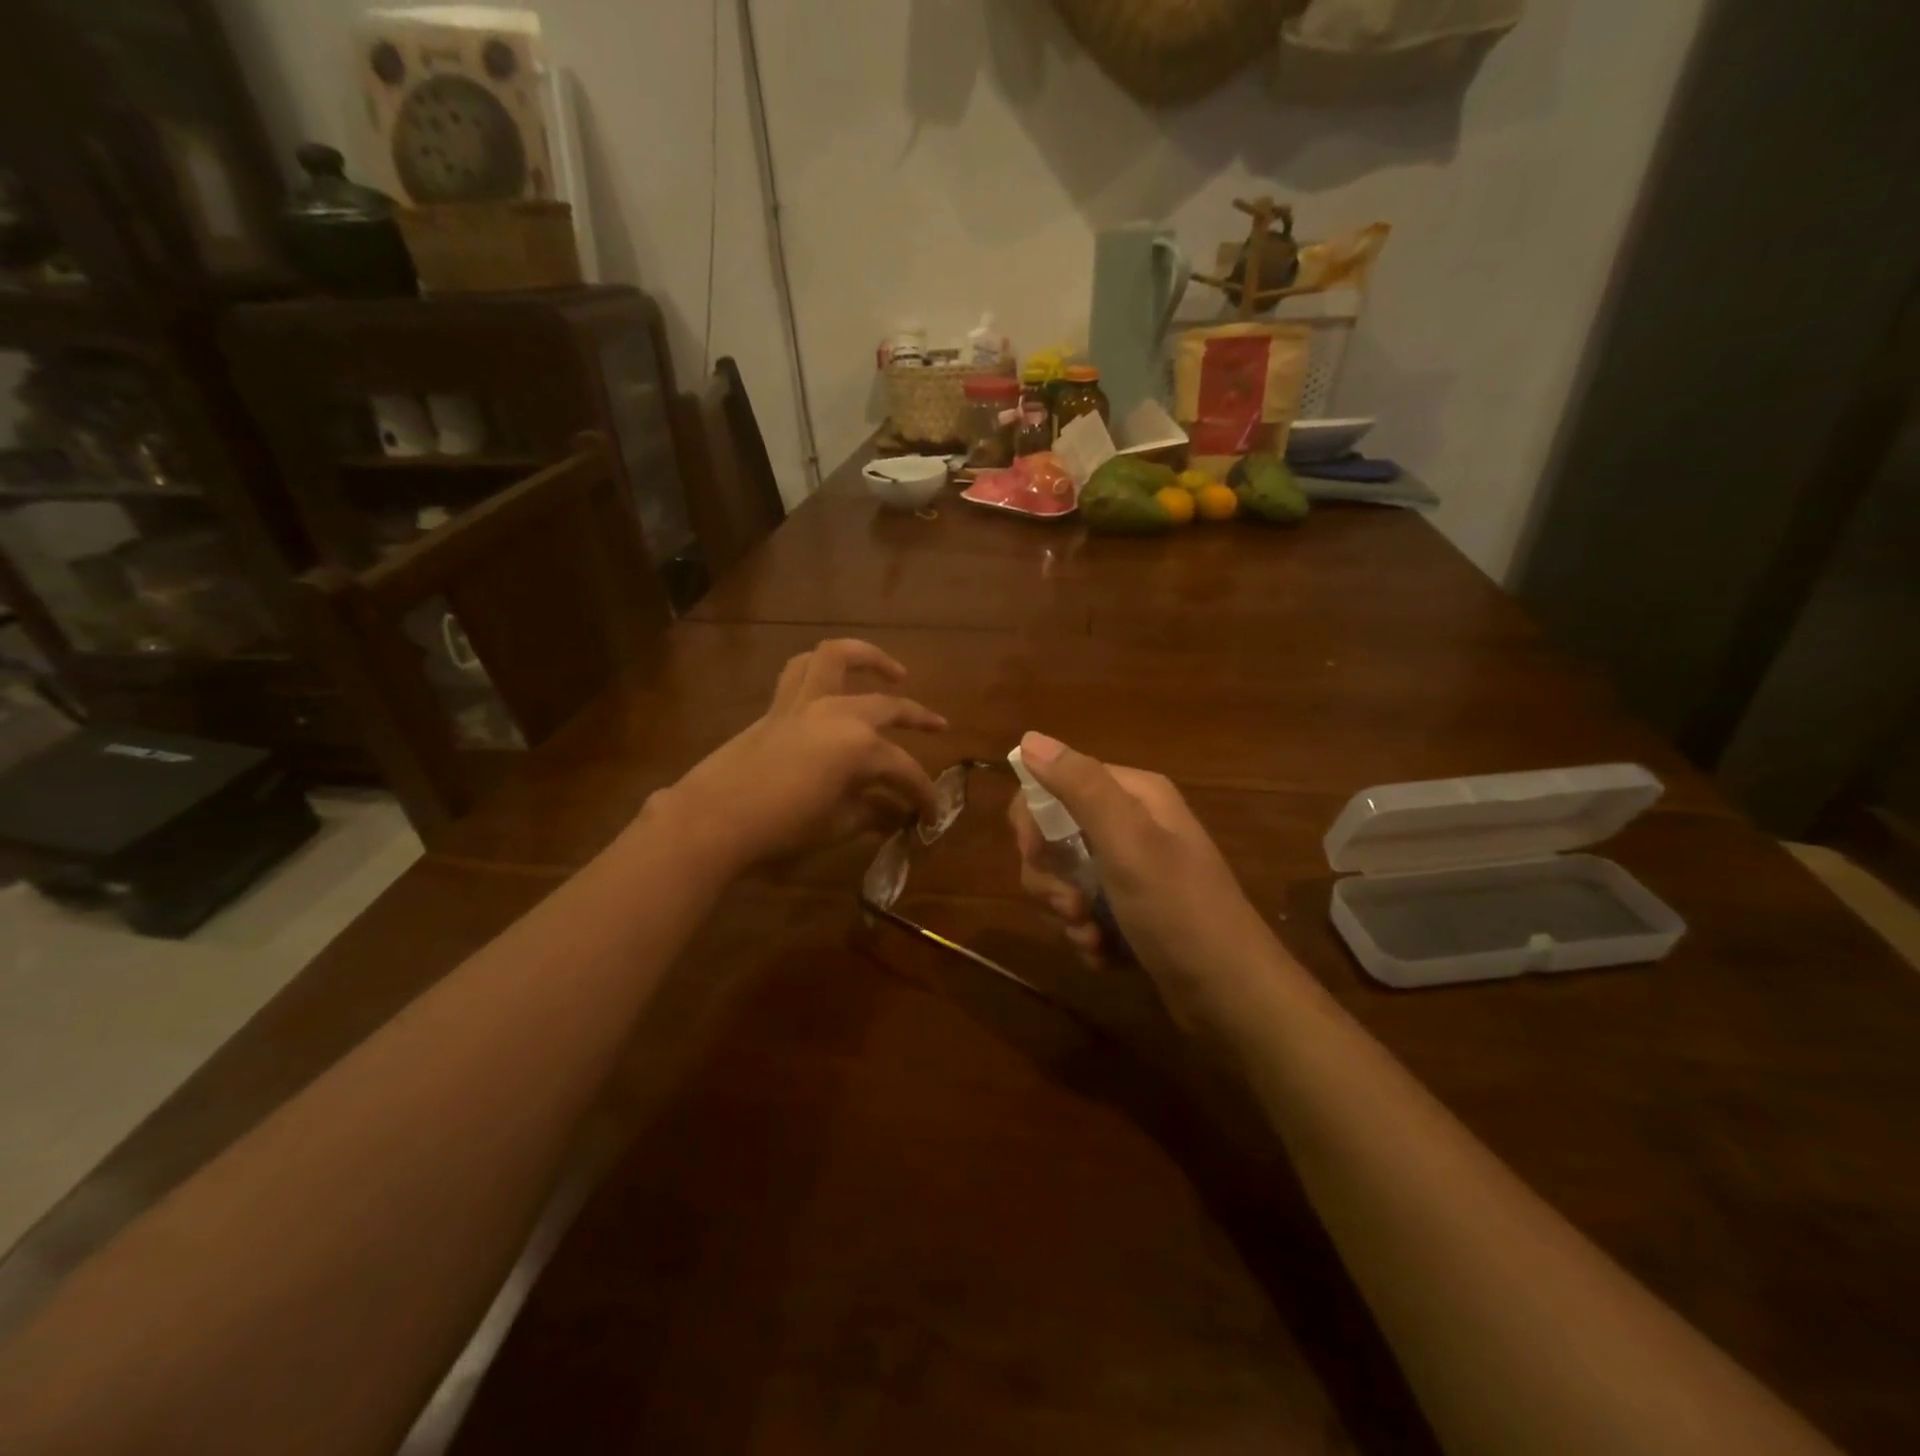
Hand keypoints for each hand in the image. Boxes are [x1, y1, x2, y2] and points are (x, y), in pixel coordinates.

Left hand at [661, 639, 946, 869]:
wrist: (714, 818)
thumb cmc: (782, 827)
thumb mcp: (837, 825)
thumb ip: (872, 814)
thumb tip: (895, 816)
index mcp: (860, 747)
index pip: (904, 770)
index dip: (922, 794)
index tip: (931, 815)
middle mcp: (838, 713)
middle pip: (889, 707)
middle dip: (920, 718)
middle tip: (939, 728)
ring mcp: (805, 703)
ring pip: (838, 657)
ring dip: (869, 658)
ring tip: (892, 672)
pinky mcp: (778, 706)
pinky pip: (800, 671)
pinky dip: (820, 669)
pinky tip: (833, 683)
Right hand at [1008, 731, 1280, 1029]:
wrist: (1231, 996)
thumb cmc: (1178, 911)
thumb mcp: (1128, 843)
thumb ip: (1080, 787)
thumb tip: (1029, 737)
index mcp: (1133, 796)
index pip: (1054, 785)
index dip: (1033, 819)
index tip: (1033, 855)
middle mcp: (1131, 825)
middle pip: (1053, 836)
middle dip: (1050, 876)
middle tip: (1072, 906)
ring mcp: (1130, 871)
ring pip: (1064, 879)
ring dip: (1066, 912)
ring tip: (1091, 937)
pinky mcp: (1129, 911)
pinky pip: (1084, 912)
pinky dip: (1085, 934)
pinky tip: (1104, 955)